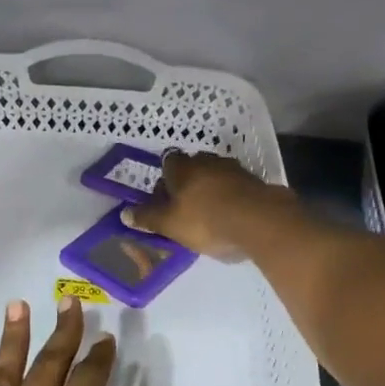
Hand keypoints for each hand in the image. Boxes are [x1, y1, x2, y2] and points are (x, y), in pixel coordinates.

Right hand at [124, 151, 294, 259]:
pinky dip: (231, 197)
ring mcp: (234, 169)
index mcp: (183, 167)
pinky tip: (231, 216)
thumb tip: (124, 213)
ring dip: (211, 190)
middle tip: (185, 208)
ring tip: (209, 213)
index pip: (168, 161)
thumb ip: (148, 218)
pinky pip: (236, 187)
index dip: (164, 179)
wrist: (259, 221)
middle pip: (193, 167)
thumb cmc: (205, 220)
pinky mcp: (255, 182)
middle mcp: (208, 161)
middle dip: (188, 183)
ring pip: (216, 176)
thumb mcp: (170, 224)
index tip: (164, 198)